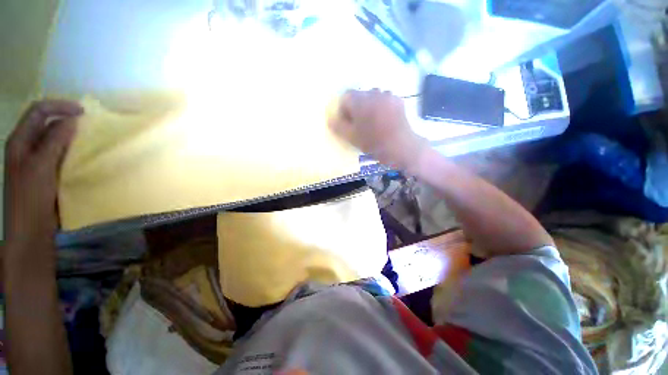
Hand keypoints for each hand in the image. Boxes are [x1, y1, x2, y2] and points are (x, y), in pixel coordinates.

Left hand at [4, 100, 82, 246]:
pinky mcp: (47, 173)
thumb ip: (55, 140)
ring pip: (55, 140)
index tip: (84, 112)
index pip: (38, 111)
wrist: (31, 230)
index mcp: (20, 140)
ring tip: (90, 140)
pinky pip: (61, 155)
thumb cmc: (31, 197)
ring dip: (71, 137)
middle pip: (47, 123)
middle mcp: (27, 146)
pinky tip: (84, 156)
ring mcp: (37, 160)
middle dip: (67, 120)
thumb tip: (73, 119)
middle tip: (89, 126)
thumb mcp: (41, 166)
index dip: (59, 106)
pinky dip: (73, 151)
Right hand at [328, 89, 426, 168]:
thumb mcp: (351, 137)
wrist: (401, 146)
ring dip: (369, 107)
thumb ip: (338, 126)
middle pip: (359, 97)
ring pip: (372, 98)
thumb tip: (330, 118)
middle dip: (356, 109)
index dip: (344, 111)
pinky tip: (385, 120)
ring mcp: (387, 94)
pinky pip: (384, 100)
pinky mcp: (398, 100)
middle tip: (361, 125)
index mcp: (360, 100)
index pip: (345, 97)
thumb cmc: (373, 142)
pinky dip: (381, 108)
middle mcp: (373, 92)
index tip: (349, 123)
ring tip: (374, 123)